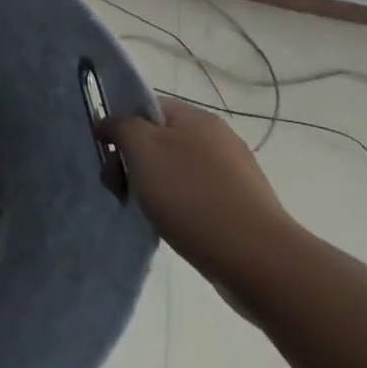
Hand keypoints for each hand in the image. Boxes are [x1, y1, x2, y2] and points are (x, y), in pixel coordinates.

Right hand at [108, 96, 301, 286]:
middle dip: (133, 160)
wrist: (259, 261)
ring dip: (154, 184)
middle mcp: (219, 138)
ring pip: (176, 168)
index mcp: (196, 117)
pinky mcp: (243, 206)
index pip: (145, 106)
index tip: (108, 154)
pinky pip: (197, 194)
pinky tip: (175, 225)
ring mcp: (235, 173)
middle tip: (119, 187)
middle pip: (159, 138)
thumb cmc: (192, 196)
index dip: (120, 125)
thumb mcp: (141, 149)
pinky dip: (179, 205)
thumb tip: (109, 123)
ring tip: (147, 211)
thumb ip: (119, 126)